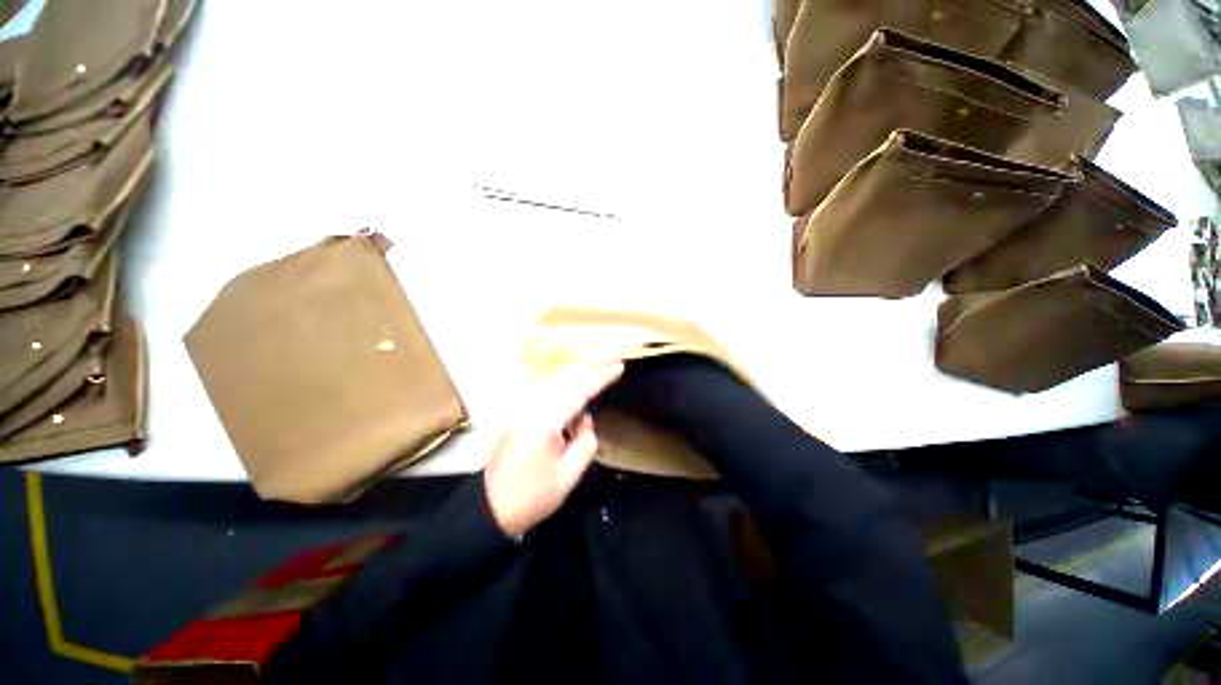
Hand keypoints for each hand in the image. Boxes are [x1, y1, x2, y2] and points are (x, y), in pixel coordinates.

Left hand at [483, 362, 624, 537]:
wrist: (488, 507)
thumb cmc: (531, 495)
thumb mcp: (568, 475)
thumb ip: (585, 443)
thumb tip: (586, 420)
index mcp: (546, 421)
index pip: (579, 391)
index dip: (601, 377)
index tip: (619, 366)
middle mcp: (534, 408)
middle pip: (566, 380)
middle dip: (590, 368)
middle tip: (611, 360)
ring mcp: (525, 411)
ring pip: (557, 385)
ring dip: (579, 378)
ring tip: (599, 372)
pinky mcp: (521, 417)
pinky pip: (550, 396)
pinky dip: (566, 391)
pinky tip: (577, 396)